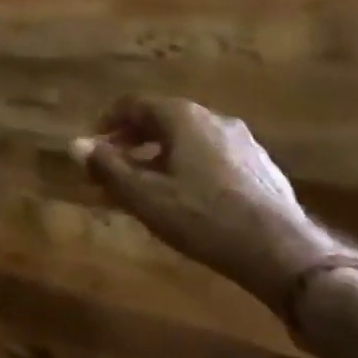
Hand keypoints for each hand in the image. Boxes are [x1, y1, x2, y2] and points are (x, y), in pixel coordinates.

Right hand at [71, 97, 335, 311]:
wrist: (281, 252)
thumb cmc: (202, 216)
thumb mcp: (144, 195)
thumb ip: (107, 167)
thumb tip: (75, 145)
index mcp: (183, 116)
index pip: (134, 105)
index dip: (108, 123)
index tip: (93, 147)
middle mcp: (214, 119)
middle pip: (162, 120)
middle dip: (133, 142)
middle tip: (114, 169)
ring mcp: (243, 143)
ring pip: (189, 141)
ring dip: (160, 157)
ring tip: (147, 187)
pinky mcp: (262, 169)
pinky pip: (212, 158)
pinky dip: (189, 169)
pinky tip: (187, 200)